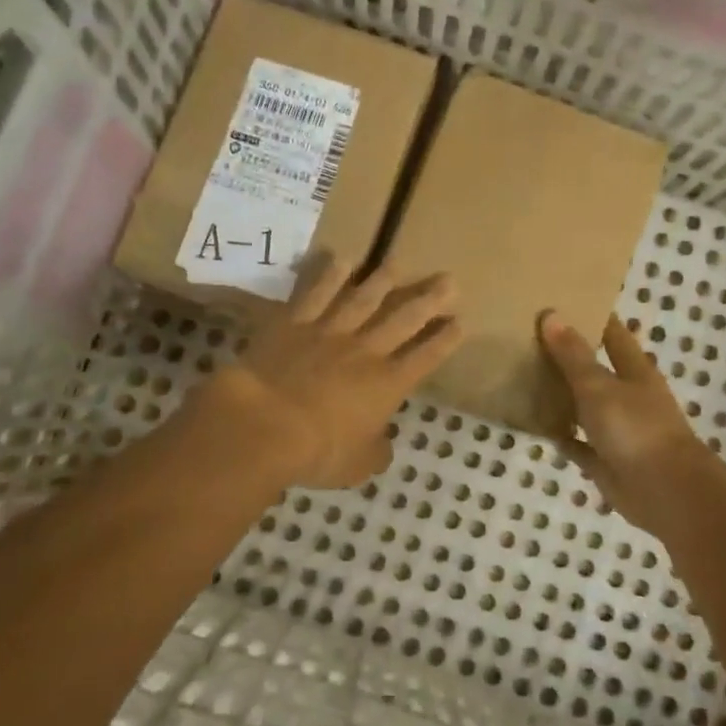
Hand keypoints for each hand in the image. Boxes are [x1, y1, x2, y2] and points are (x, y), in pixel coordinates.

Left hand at [197, 256, 461, 489]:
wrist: (265, 423)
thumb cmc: (318, 451)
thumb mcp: (358, 465)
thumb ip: (376, 451)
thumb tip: (382, 444)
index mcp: (388, 384)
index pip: (426, 357)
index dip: (445, 339)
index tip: (460, 321)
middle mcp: (366, 350)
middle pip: (404, 318)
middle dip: (429, 299)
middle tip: (448, 280)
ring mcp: (330, 332)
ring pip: (363, 298)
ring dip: (383, 280)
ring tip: (397, 264)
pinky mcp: (295, 323)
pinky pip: (316, 293)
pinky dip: (329, 275)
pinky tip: (341, 260)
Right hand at [539, 312, 715, 532]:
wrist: (666, 492)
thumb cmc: (636, 429)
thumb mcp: (599, 386)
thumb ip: (573, 355)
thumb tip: (551, 314)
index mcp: (635, 372)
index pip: (614, 334)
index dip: (594, 317)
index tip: (565, 301)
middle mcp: (628, 397)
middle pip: (597, 370)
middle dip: (570, 355)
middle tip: (530, 337)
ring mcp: (618, 430)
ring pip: (585, 407)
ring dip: (562, 395)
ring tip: (525, 376)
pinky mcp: (606, 461)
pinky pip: (577, 443)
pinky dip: (560, 435)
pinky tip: (534, 424)